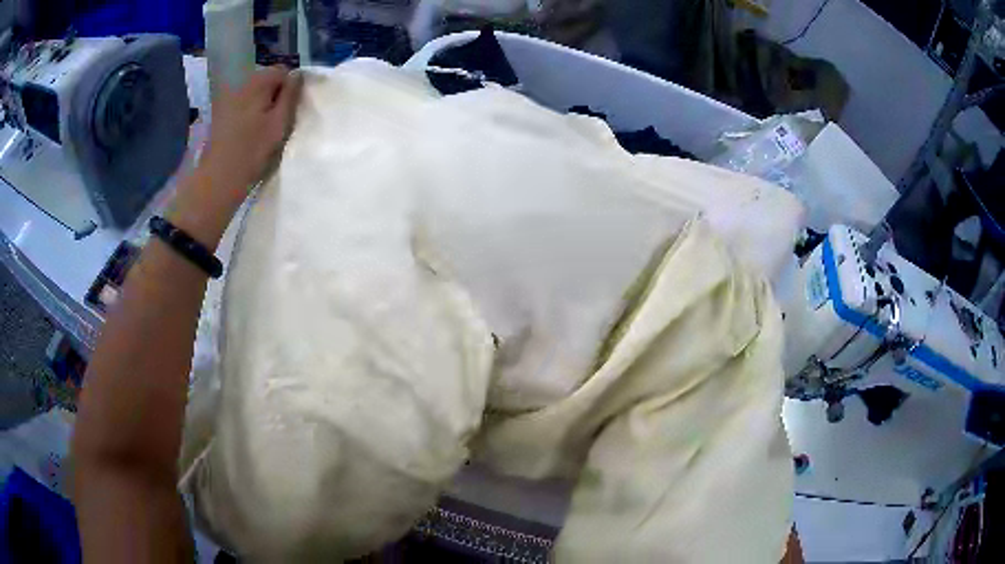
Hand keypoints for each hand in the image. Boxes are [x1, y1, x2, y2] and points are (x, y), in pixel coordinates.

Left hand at [170, 66, 301, 247]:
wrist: (217, 180)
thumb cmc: (252, 152)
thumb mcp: (280, 123)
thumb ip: (291, 95)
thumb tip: (297, 74)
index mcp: (257, 83)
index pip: (281, 71)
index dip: (290, 87)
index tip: (291, 109)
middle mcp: (240, 85)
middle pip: (265, 81)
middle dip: (275, 95)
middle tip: (279, 121)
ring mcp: (226, 100)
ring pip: (253, 95)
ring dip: (261, 106)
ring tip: (264, 129)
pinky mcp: (219, 116)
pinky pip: (241, 106)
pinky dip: (248, 114)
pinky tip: (249, 133)